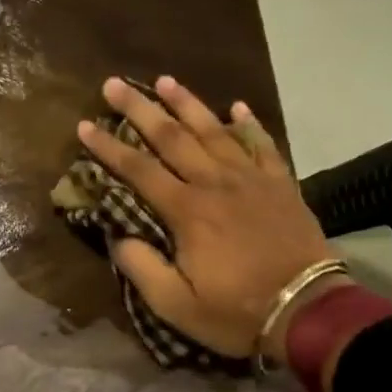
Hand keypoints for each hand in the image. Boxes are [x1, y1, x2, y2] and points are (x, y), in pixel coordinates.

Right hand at [79, 76, 338, 364]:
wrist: (308, 310)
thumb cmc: (236, 311)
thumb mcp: (176, 305)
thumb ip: (142, 268)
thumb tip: (117, 237)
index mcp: (187, 211)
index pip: (138, 170)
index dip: (108, 147)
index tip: (84, 125)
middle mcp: (215, 183)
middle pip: (172, 137)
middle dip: (139, 109)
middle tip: (115, 83)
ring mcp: (252, 179)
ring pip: (214, 130)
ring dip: (187, 104)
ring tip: (165, 79)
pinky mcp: (281, 184)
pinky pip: (262, 144)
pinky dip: (249, 124)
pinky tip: (237, 106)